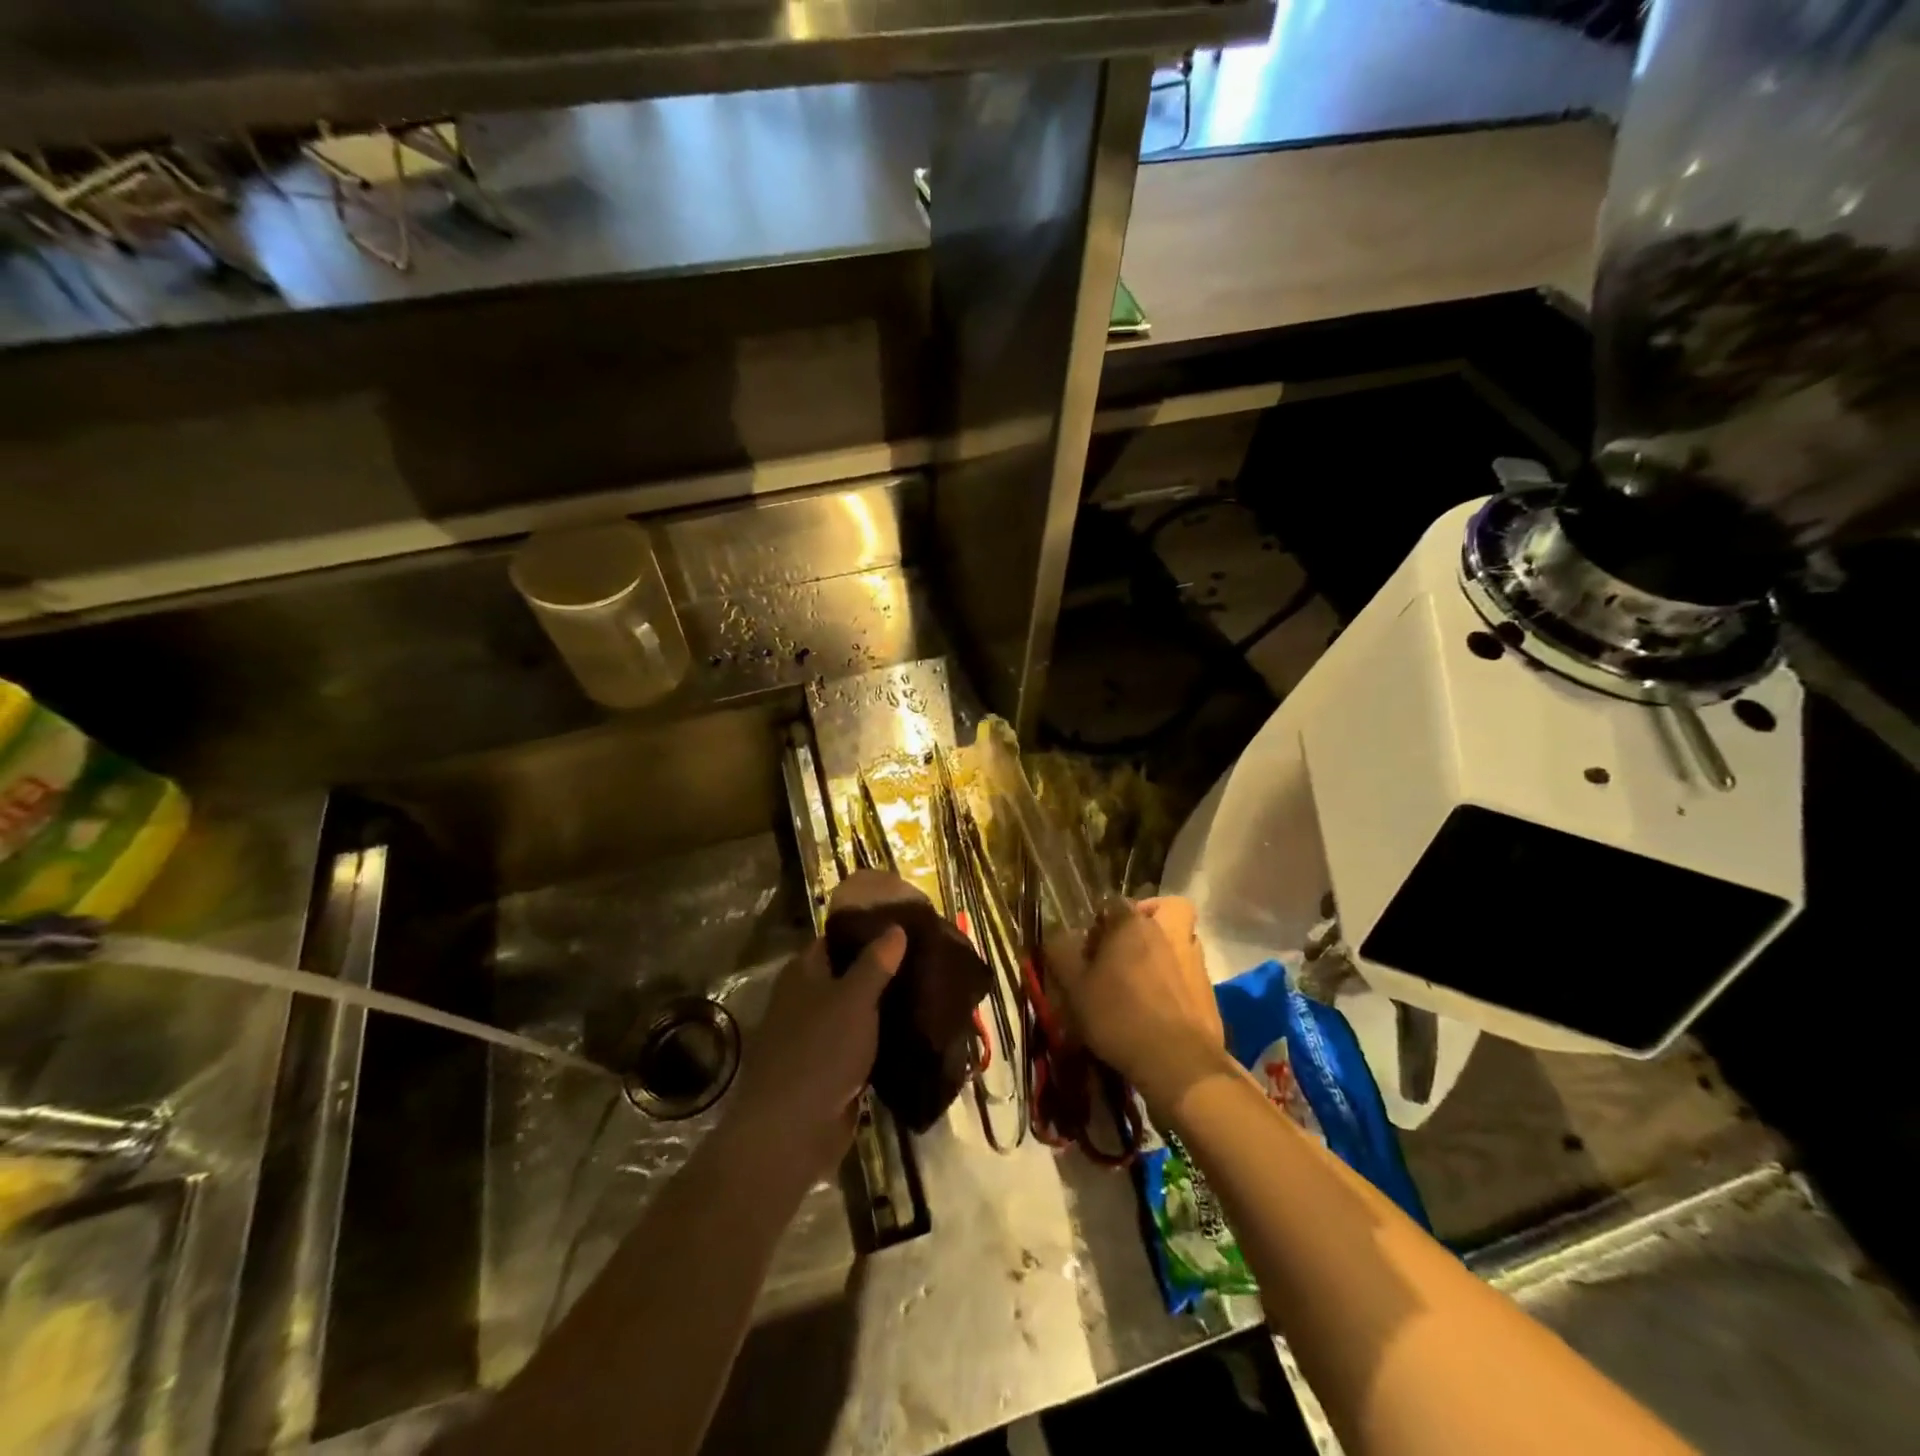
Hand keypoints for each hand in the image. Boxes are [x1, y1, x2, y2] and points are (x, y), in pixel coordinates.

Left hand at [725, 926, 905, 1179]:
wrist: (791, 1131)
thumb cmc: (820, 1052)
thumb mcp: (853, 999)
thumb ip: (875, 963)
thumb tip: (895, 927)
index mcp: (802, 974)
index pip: (835, 939)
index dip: (866, 930)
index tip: (904, 927)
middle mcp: (804, 1000)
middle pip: (846, 975)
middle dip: (881, 969)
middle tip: (925, 960)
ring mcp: (815, 1038)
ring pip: (855, 1012)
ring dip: (884, 1007)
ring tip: (928, 992)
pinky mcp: (828, 1071)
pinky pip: (859, 1045)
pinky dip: (881, 1040)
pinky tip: (914, 1034)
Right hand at [1044, 896, 1226, 1110]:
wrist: (1179, 1063)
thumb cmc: (1120, 1016)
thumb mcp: (1075, 989)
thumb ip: (1062, 956)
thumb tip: (1056, 939)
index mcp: (1134, 924)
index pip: (1115, 903)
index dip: (1101, 920)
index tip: (1090, 945)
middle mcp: (1169, 933)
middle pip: (1166, 908)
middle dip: (1150, 917)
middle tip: (1129, 943)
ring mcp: (1195, 961)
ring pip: (1183, 938)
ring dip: (1167, 948)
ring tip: (1144, 977)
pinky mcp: (1210, 991)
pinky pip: (1191, 972)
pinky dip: (1178, 979)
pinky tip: (1161, 1005)